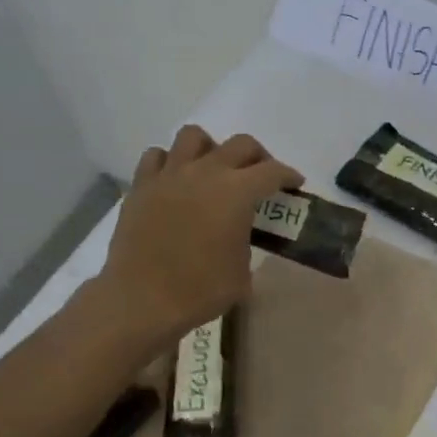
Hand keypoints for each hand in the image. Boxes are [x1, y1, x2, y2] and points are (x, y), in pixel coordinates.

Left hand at [99, 126, 301, 341]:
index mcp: (237, 193)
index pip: (272, 172)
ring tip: (213, 170)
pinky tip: (176, 182)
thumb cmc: (201, 290)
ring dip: (211, 148)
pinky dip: (171, 162)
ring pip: (194, 136)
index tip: (294, 184)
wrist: (142, 299)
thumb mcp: (242, 271)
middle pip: (240, 144)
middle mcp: (205, 172)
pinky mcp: (141, 185)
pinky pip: (158, 156)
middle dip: (258, 156)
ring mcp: (170, 175)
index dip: (288, 176)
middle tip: (260, 176)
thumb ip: (245, 241)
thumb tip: (236, 234)